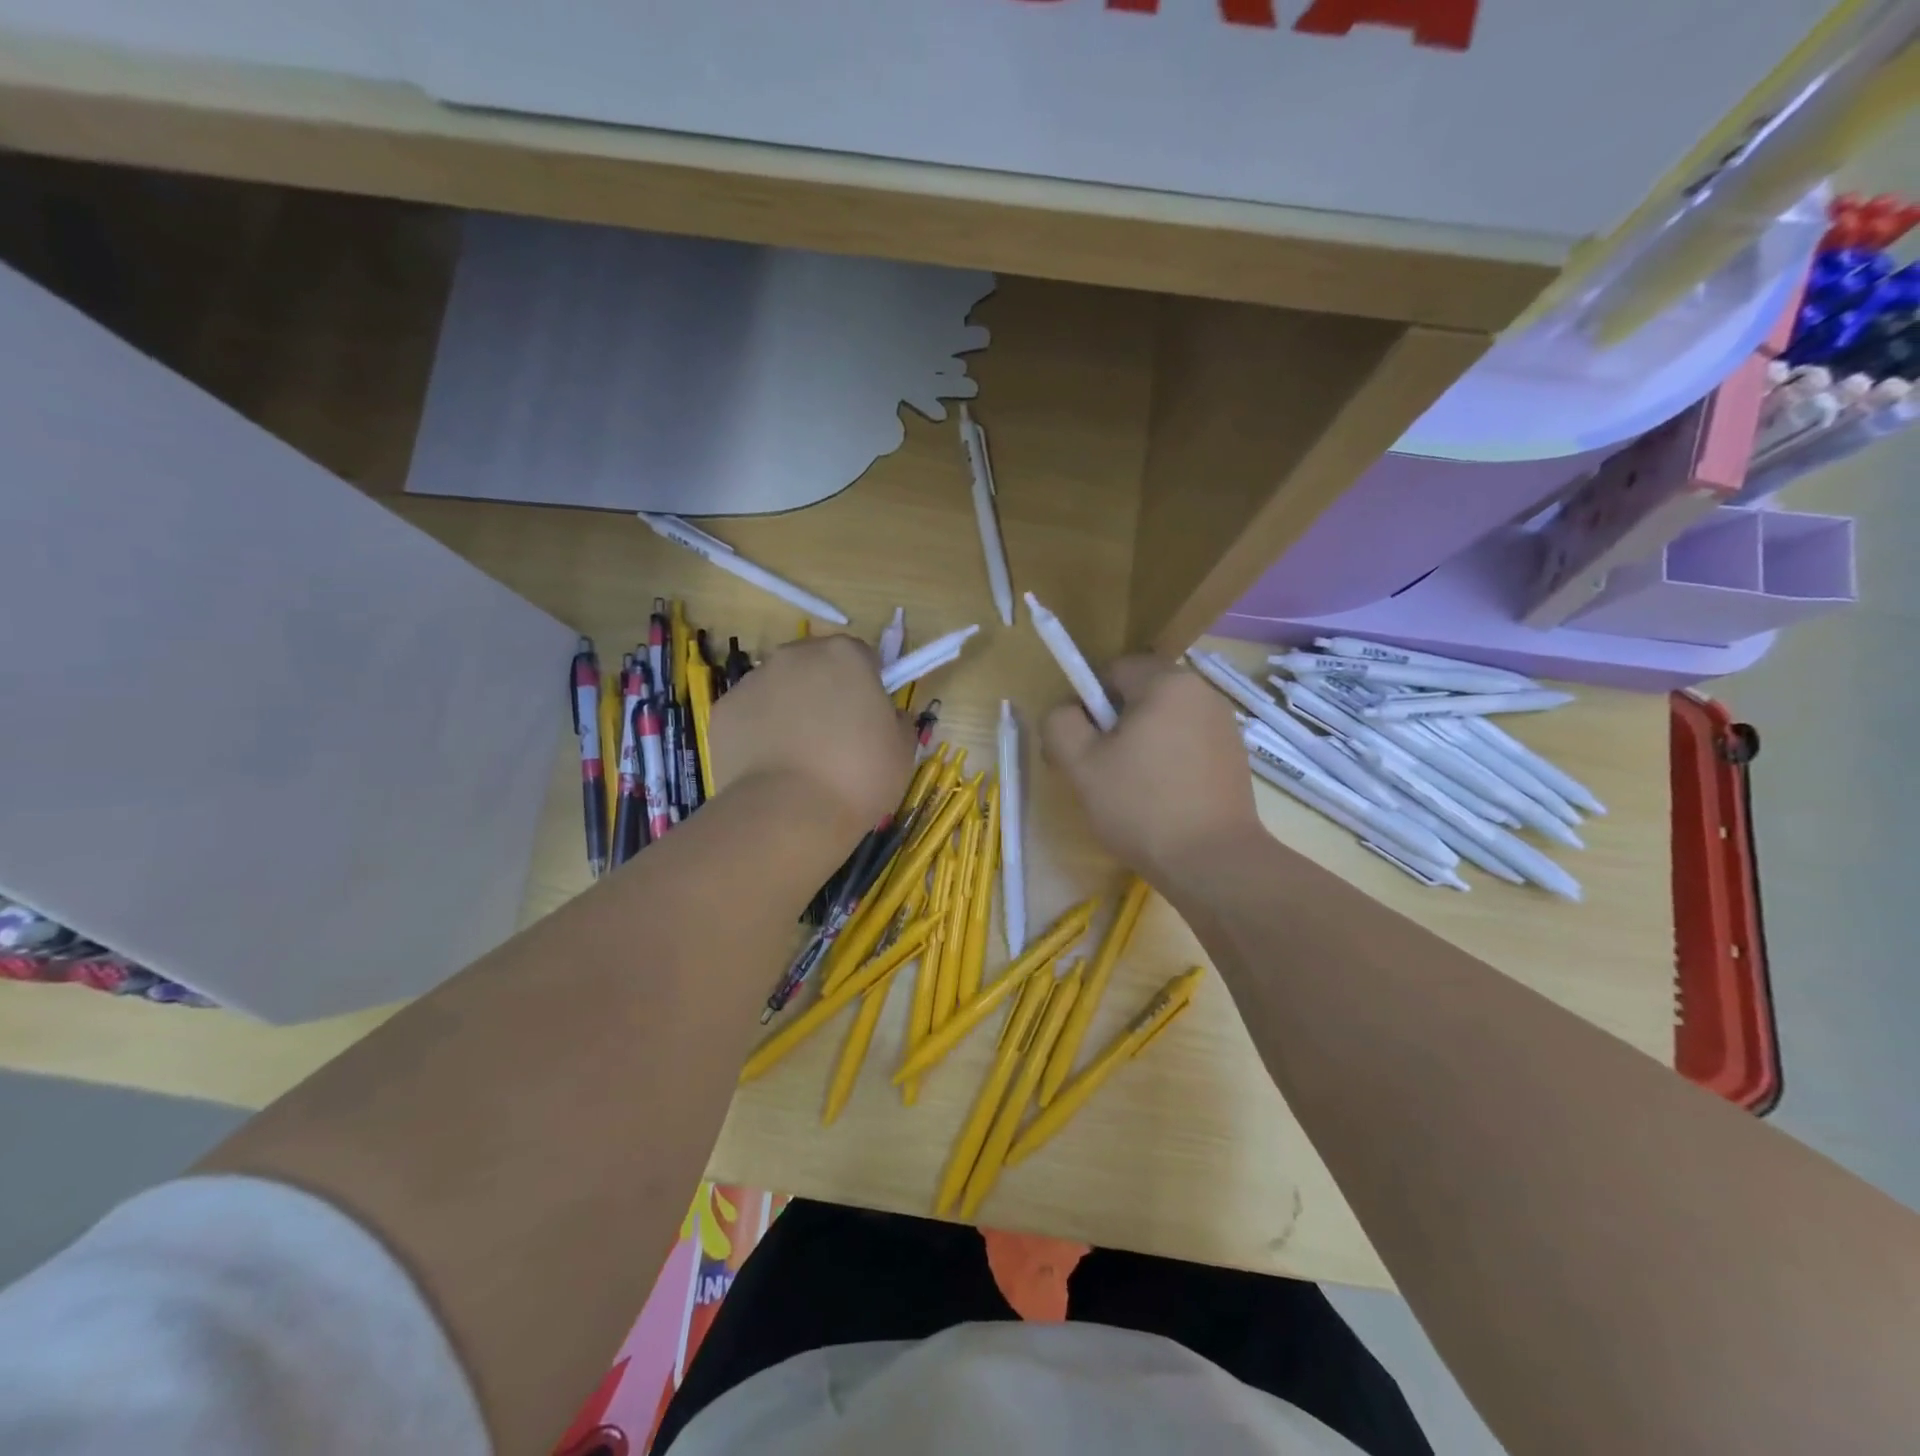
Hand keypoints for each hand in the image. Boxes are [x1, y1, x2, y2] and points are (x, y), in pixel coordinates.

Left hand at [709, 635, 913, 841]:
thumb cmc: (858, 776)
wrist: (788, 814)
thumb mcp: (902, 750)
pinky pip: (749, 714)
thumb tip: (887, 716)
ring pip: (778, 687)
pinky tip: (770, 766)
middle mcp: (795, 656)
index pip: (861, 656)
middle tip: (834, 736)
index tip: (868, 717)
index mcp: (845, 656)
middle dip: (824, 690)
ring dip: (789, 709)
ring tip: (798, 757)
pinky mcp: (723, 710)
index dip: (867, 685)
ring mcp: (753, 680)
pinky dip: (758, 731)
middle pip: (815, 664)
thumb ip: (898, 721)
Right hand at [1043, 656, 1261, 887]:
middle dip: (1113, 727)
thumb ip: (1060, 724)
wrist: (1214, 863)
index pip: (1113, 671)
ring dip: (1140, 746)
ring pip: (1163, 723)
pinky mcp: (1234, 759)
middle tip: (1099, 772)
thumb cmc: (1141, 806)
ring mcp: (1224, 727)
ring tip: (1129, 792)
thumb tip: (1067, 712)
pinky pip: (1187, 746)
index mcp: (1168, 682)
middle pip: (1140, 696)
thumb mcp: (1081, 764)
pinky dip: (1167, 763)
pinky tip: (1160, 802)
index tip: (1082, 745)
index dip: (1088, 704)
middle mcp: (1203, 694)